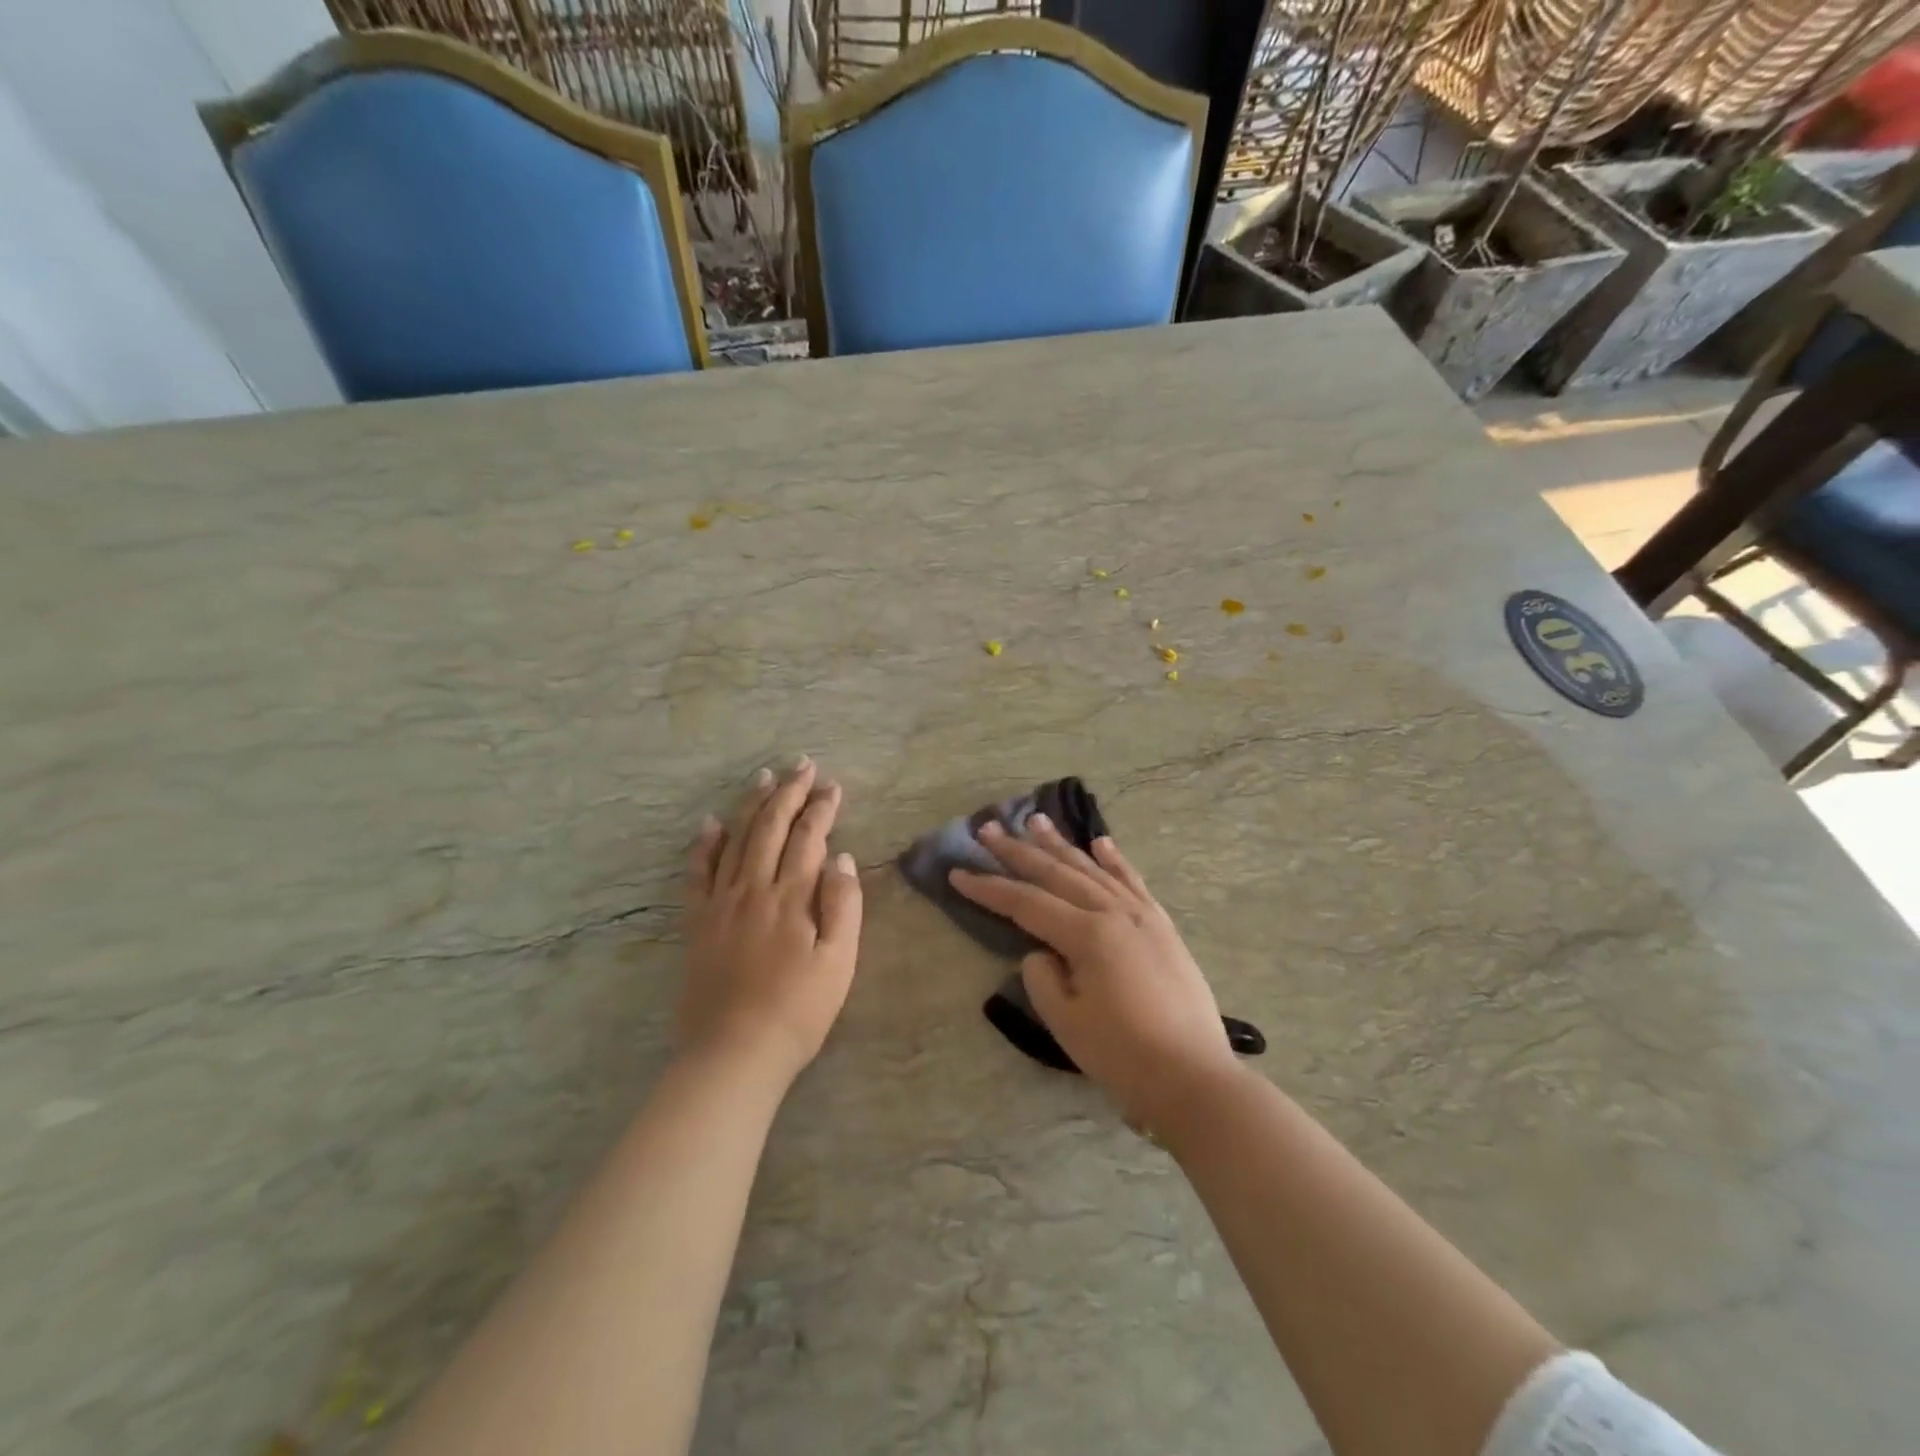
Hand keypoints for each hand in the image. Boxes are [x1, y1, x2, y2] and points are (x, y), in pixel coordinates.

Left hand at [679, 759, 863, 1085]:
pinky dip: (703, 845)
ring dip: (751, 805)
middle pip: (771, 828)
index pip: (808, 837)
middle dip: (789, 793)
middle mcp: (754, 888)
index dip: (822, 808)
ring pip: (736, 840)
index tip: (833, 786)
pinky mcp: (697, 923)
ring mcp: (721, 904)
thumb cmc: (798, 1010)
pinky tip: (710, 823)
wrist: (734, 1053)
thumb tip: (840, 857)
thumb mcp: (839, 962)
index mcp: (792, 897)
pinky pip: (697, 874)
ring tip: (764, 777)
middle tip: (802, 765)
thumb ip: (842, 905)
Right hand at [949, 816, 1237, 1128]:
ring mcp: (1143, 916)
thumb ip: (1042, 977)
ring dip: (1062, 845)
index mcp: (1088, 935)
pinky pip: (1133, 882)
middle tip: (989, 829)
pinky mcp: (1162, 927)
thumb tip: (1043, 951)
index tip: (958, 873)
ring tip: (1037, 820)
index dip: (989, 889)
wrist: (1194, 1078)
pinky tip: (1100, 843)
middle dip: (1018, 852)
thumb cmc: (1123, 1056)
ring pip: (1093, 870)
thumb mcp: (1066, 1022)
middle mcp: (1115, 913)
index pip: (1026, 903)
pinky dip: (1115, 860)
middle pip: (1057, 874)